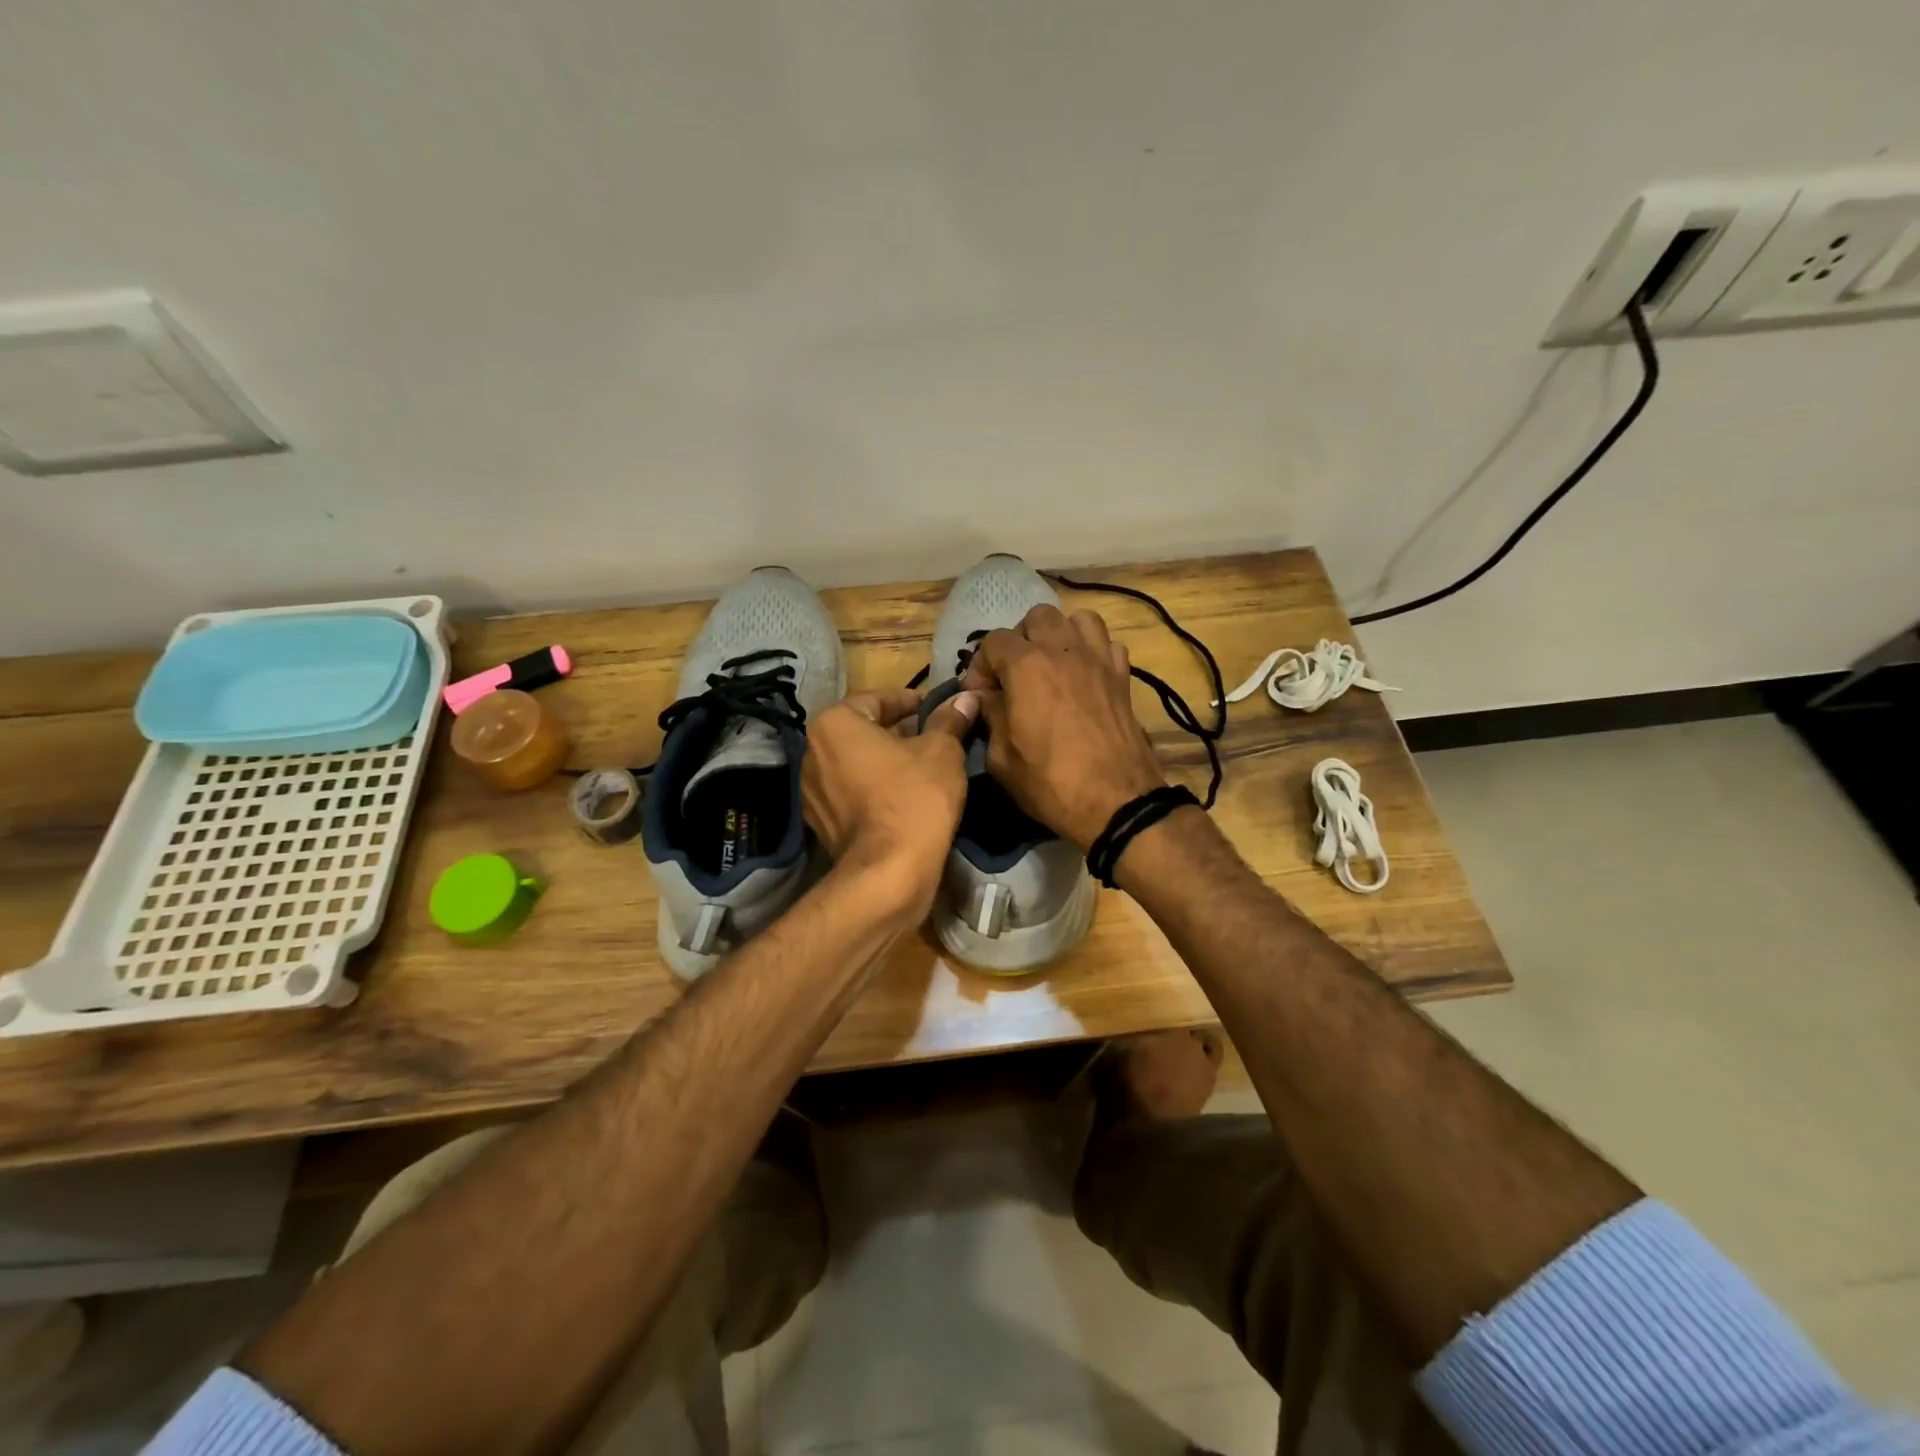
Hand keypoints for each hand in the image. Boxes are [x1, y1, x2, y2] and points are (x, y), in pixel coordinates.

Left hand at [801, 688, 976, 920]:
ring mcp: (811, 791)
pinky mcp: (820, 823)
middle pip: (862, 731)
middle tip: (934, 738)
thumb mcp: (942, 751)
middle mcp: (811, 752)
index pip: (876, 699)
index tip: (936, 710)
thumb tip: (965, 698)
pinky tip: (905, 798)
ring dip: (886, 761)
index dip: (911, 701)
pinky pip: (851, 793)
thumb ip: (949, 720)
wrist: (888, 874)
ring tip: (924, 768)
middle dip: (897, 732)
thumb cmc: (914, 798)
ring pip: (856, 763)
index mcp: (833, 724)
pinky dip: (874, 789)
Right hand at [963, 606, 1166, 849]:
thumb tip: (987, 698)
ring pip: (1077, 619)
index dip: (981, 666)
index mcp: (1026, 666)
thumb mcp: (1001, 758)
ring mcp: (1098, 659)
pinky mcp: (1123, 676)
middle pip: (1037, 617)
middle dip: (1020, 640)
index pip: (993, 641)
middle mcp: (1063, 650)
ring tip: (1052, 665)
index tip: (981, 695)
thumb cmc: (1050, 783)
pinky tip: (1084, 675)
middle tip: (1015, 674)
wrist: (1116, 802)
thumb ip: (990, 717)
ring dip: (1059, 635)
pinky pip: (1107, 643)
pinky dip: (1092, 650)